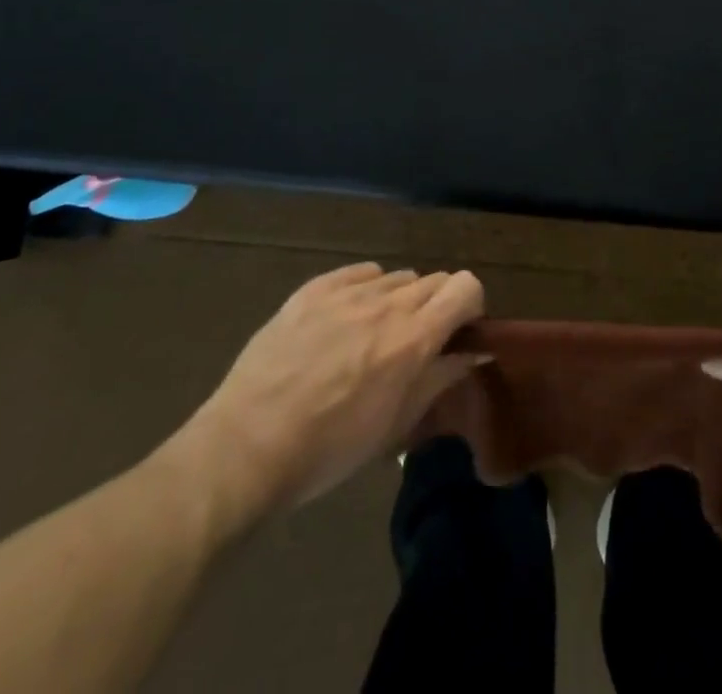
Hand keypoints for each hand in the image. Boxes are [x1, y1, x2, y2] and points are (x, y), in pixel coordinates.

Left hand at [158, 263, 485, 535]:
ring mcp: (348, 291)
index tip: (458, 333)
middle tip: (415, 342)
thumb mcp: (395, 425)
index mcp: (413, 338)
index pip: (466, 286)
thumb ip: (441, 378)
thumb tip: (476, 352)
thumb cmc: (329, 449)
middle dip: (436, 306)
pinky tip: (346, 318)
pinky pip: (359, 272)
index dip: (469, 306)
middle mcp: (387, 303)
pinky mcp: (314, 289)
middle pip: (435, 279)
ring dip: (399, 300)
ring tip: (373, 334)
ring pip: (397, 277)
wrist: (246, 447)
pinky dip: (366, 289)